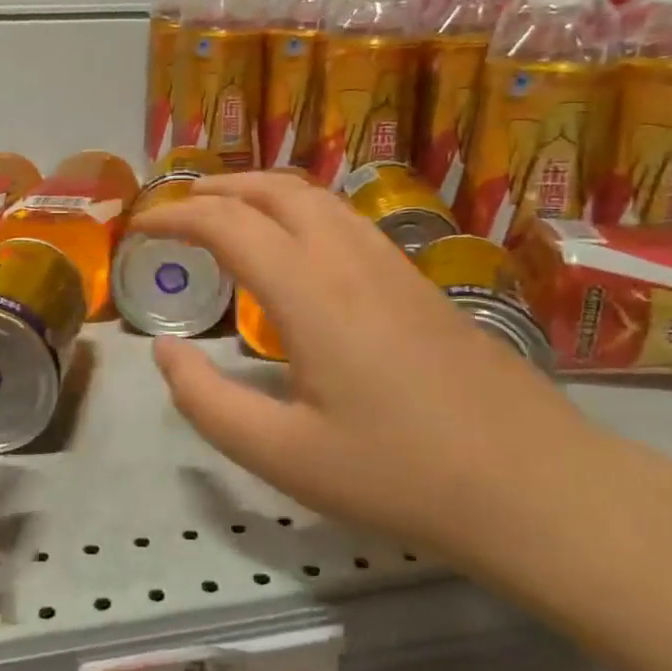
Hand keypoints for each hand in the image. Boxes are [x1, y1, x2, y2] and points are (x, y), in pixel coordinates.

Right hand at [132, 174, 630, 588]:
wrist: (530, 483)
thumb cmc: (398, 475)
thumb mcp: (283, 456)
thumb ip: (208, 403)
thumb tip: (163, 353)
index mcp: (309, 292)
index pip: (228, 224)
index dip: (175, 217)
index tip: (140, 229)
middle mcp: (349, 258)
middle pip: (276, 189)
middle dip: (219, 187)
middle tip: (179, 208)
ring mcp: (392, 264)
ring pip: (318, 197)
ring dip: (264, 191)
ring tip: (230, 213)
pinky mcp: (419, 281)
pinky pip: (347, 220)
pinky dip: (302, 211)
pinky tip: (298, 248)